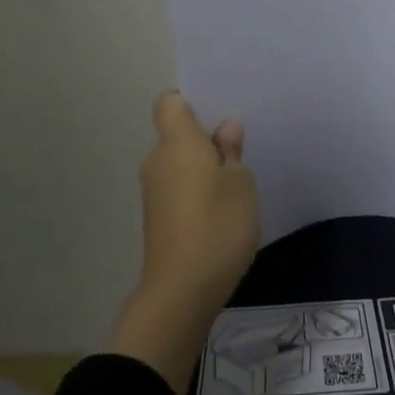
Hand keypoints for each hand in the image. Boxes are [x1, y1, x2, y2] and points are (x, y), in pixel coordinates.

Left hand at [110, 92, 259, 389]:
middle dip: (204, 139)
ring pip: (178, 164)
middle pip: (176, 135)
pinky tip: (220, 212)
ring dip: (201, 168)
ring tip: (234, 185)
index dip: (190, 102)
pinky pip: (176, 189)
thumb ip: (231, 151)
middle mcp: (157, 161)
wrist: (181, 292)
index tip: (216, 115)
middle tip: (238, 151)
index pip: (169, 102)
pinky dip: (195, 192)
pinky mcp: (156, 219)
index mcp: (177, 142)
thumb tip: (224, 129)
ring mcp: (153, 192)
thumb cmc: (218, 226)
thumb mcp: (241, 183)